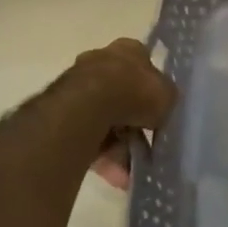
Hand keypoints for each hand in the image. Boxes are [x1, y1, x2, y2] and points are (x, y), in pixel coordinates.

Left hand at [54, 38, 176, 189]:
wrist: (87, 106)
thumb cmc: (134, 91)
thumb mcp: (167, 95)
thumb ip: (166, 100)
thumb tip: (162, 110)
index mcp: (128, 50)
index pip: (144, 62)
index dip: (152, 86)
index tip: (158, 108)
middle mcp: (101, 61)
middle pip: (122, 94)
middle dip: (134, 124)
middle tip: (146, 145)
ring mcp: (77, 86)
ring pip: (104, 119)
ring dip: (118, 147)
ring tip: (128, 174)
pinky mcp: (60, 113)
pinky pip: (87, 135)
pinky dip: (101, 156)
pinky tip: (115, 176)